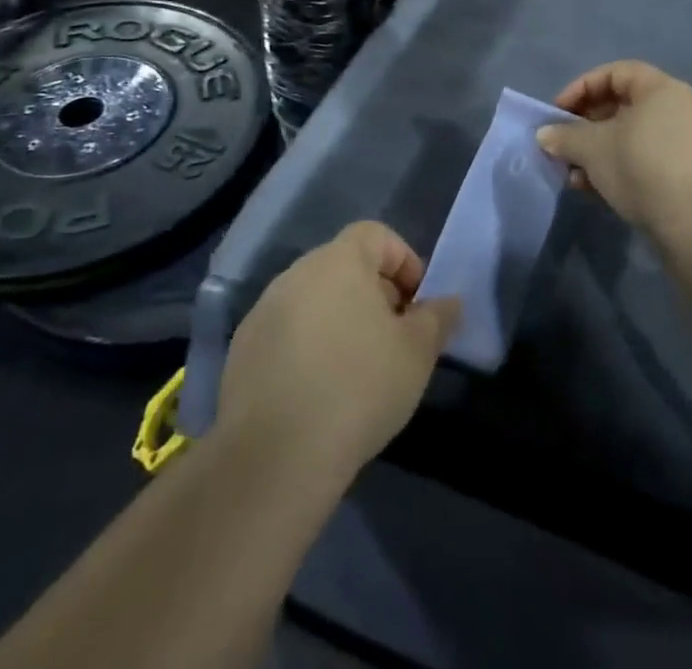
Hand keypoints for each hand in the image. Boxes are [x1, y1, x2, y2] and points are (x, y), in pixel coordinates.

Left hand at [217, 222, 459, 487]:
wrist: (275, 457)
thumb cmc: (359, 388)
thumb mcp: (417, 353)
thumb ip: (437, 318)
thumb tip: (449, 302)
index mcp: (339, 260)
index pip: (376, 235)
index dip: (403, 262)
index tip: (416, 305)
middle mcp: (297, 272)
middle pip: (345, 266)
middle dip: (374, 294)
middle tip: (393, 339)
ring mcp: (264, 310)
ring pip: (314, 300)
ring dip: (339, 321)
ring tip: (356, 371)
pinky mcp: (242, 349)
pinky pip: (287, 333)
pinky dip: (307, 348)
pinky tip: (319, 393)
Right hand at [538, 61, 691, 240]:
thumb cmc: (641, 167)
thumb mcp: (592, 148)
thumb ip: (564, 136)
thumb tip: (545, 135)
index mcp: (661, 88)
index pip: (614, 73)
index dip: (581, 88)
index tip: (558, 113)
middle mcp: (679, 107)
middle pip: (622, 105)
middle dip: (586, 125)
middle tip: (564, 146)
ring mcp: (688, 140)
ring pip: (632, 135)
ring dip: (599, 151)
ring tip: (575, 176)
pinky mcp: (689, 171)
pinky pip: (647, 157)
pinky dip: (620, 165)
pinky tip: (597, 190)